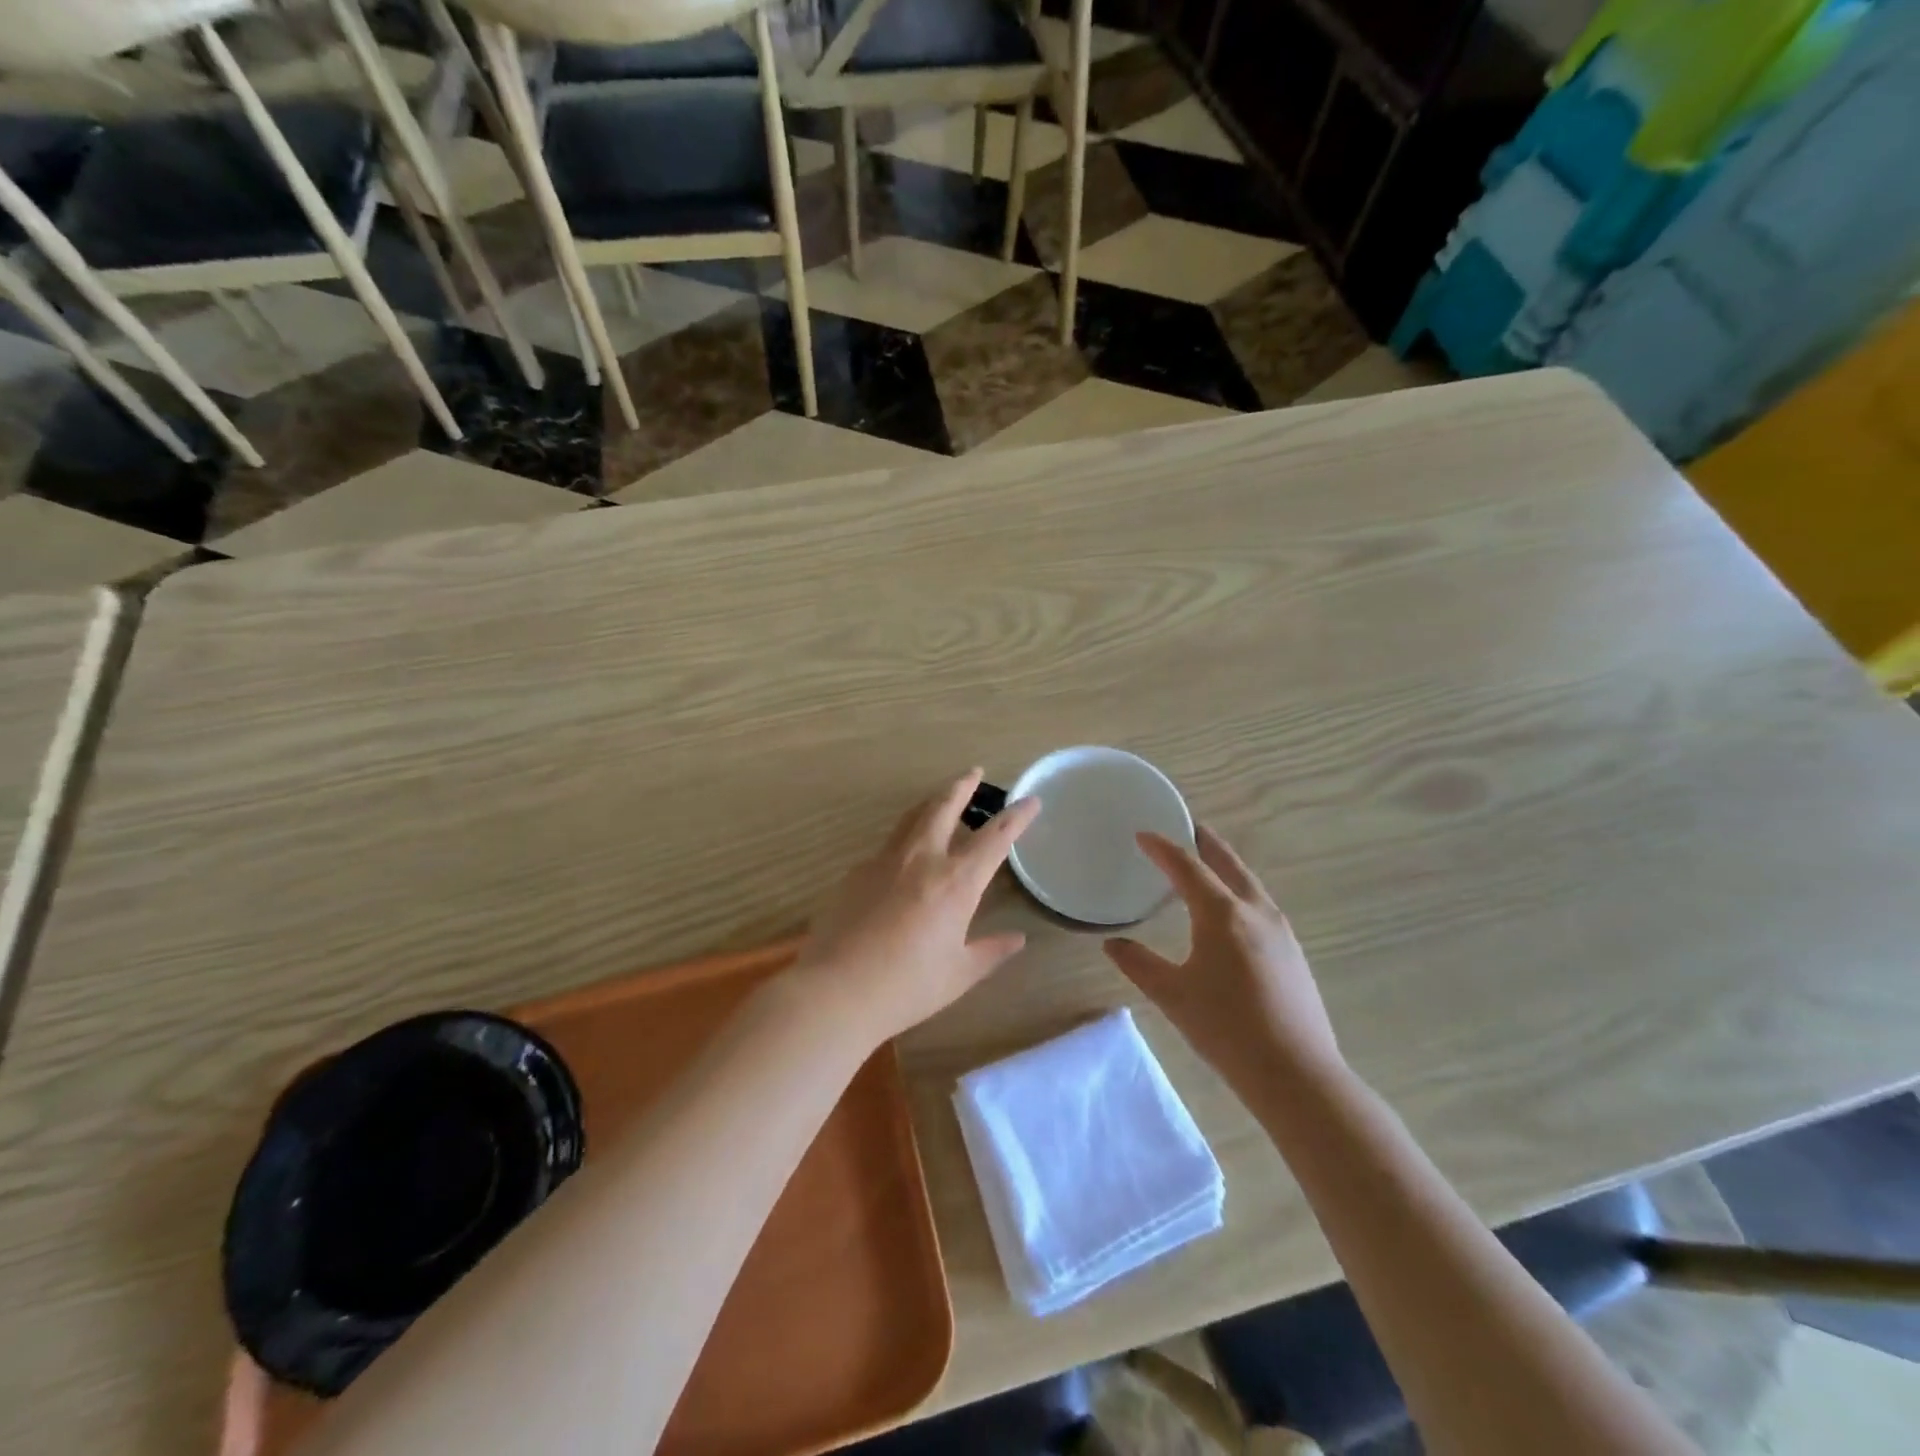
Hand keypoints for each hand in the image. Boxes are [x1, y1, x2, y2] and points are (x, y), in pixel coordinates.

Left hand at [791, 770, 1041, 1044]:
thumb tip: (1017, 939)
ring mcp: (884, 861)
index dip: (1016, 817)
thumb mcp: (958, 974)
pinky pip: (888, 846)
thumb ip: (990, 952)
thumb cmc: (906, 987)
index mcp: (956, 882)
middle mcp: (922, 859)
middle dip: (962, 786)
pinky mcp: (856, 872)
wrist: (835, 990)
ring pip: (912, 818)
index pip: (995, 838)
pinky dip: (905, 839)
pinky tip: (904, 858)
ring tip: (941, 798)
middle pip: (944, 807)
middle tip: (974, 772)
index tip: (1030, 800)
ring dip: (931, 803)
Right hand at [1104, 825, 1343, 1091]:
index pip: (1187, 867)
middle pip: (1228, 864)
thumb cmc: (1226, 1029)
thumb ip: (1139, 964)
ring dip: (1226, 867)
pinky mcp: (1293, 953)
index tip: (1143, 834)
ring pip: (1249, 884)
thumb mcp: (1172, 995)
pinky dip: (1240, 892)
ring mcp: (1281, 931)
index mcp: (1222, 914)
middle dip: (1206, 843)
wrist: (1296, 1074)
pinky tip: (1232, 914)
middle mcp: (1255, 911)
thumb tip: (1112, 944)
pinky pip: (1261, 906)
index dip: (1163, 848)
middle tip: (1188, 828)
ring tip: (1207, 865)